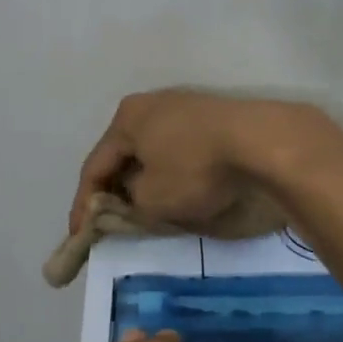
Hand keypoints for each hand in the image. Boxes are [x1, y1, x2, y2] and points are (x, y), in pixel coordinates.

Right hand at [71, 89, 323, 234]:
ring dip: (142, 182)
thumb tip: (132, 198)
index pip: (94, 167)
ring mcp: (183, 107)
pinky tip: (176, 190)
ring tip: (142, 210)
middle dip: (113, 191)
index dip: (83, 207)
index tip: (78, 237)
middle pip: (122, 156)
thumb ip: (129, 204)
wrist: (263, 142)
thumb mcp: (152, 199)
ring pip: (150, 152)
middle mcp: (150, 104)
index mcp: (126, 119)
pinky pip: (176, 150)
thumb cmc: (195, 169)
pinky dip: (169, 172)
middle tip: (107, 223)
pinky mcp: (211, 117)